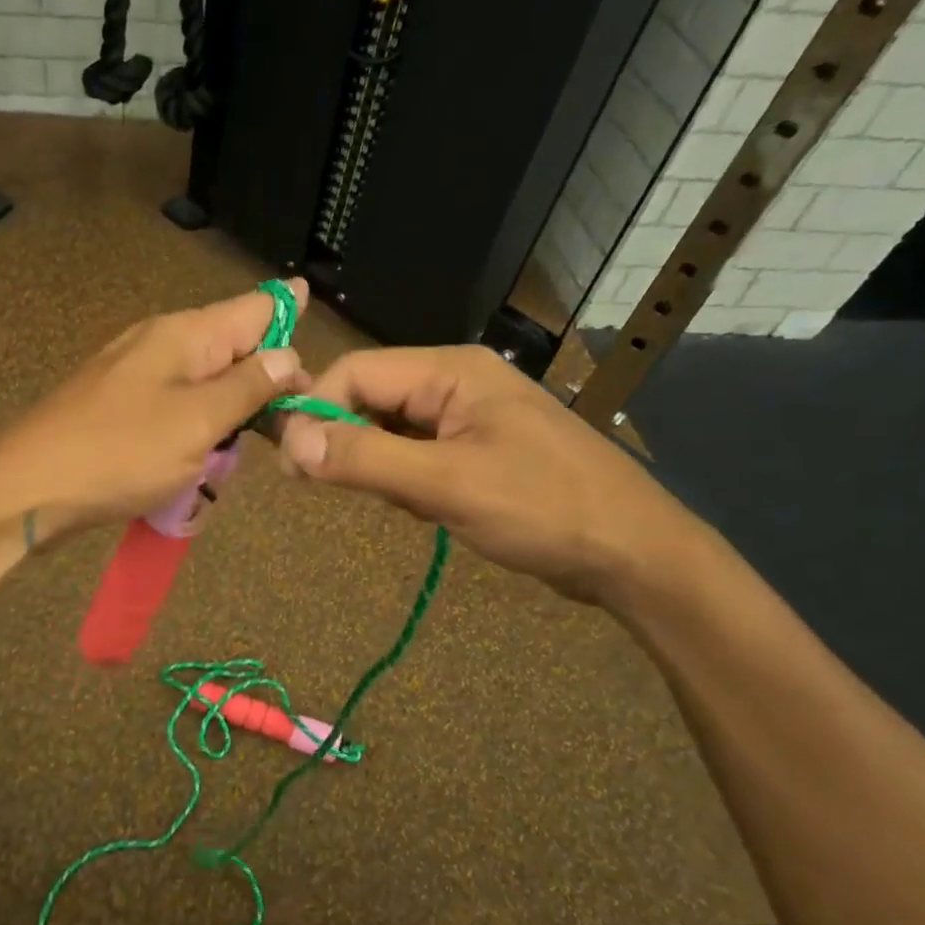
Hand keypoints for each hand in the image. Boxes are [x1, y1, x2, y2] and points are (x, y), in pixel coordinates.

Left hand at [0, 280, 309, 539]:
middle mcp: (161, 342)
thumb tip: (288, 355)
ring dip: (231, 408)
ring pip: (205, 380)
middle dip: (266, 376)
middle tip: (293, 417)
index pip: (255, 307)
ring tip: (252, 441)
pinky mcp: (120, 408)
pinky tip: (203, 454)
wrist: (27, 489)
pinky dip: (199, 426)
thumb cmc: (120, 452)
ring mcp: (136, 375)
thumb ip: (247, 386)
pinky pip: (176, 406)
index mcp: (185, 334)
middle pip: (232, 345)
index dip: (291, 318)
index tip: (319, 347)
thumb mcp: (197, 421)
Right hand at [274, 345, 704, 602]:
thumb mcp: (446, 484)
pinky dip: (407, 482)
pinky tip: (430, 511)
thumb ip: (364, 458)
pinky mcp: (478, 450)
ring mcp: (470, 417)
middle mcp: (457, 382)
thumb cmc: (543, 508)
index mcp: (451, 371)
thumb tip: (290, 441)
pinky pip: (417, 455)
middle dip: (351, 443)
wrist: (635, 554)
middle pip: (371, 397)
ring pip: (391, 430)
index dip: (316, 410)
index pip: (356, 370)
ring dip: (382, 468)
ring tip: (411, 505)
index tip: (292, 465)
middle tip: (345, 492)